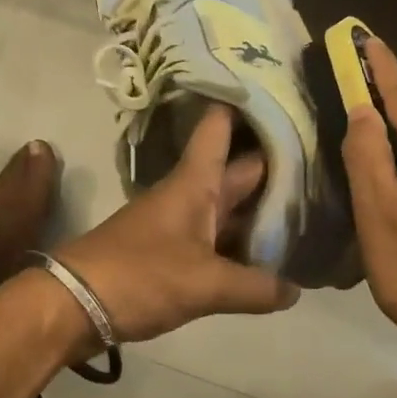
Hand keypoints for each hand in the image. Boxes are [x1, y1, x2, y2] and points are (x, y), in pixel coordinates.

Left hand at [55, 105, 300, 343]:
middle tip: (324, 163)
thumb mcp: (205, 284)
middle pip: (237, 171)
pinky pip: (215, 240)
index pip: (220, 128)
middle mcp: (189, 195)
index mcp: (195, 183)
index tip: (283, 92)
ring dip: (261, 211)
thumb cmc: (140, 276)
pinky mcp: (170, 254)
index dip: (247, 106)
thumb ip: (255, 287)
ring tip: (310, 211)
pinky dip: (241, 245)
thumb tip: (295, 290)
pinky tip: (269, 259)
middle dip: (276, 166)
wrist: (72, 304)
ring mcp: (178, 224)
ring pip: (228, 209)